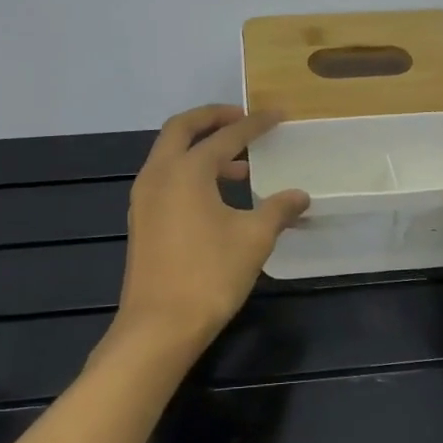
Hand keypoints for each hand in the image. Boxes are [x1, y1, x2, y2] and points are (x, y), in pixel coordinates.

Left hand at [111, 105, 309, 359]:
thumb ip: (278, 210)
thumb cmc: (209, 275)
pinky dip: (190, 172)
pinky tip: (217, 197)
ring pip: (170, 154)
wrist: (159, 327)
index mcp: (186, 170)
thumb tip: (300, 195)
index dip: (254, 124)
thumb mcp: (253, 239)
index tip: (277, 115)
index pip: (226, 136)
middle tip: (242, 119)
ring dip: (201, 148)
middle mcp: (159, 174)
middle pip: (181, 128)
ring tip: (240, 166)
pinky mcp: (142, 219)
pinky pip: (166, 178)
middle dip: (212, 118)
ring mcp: (145, 197)